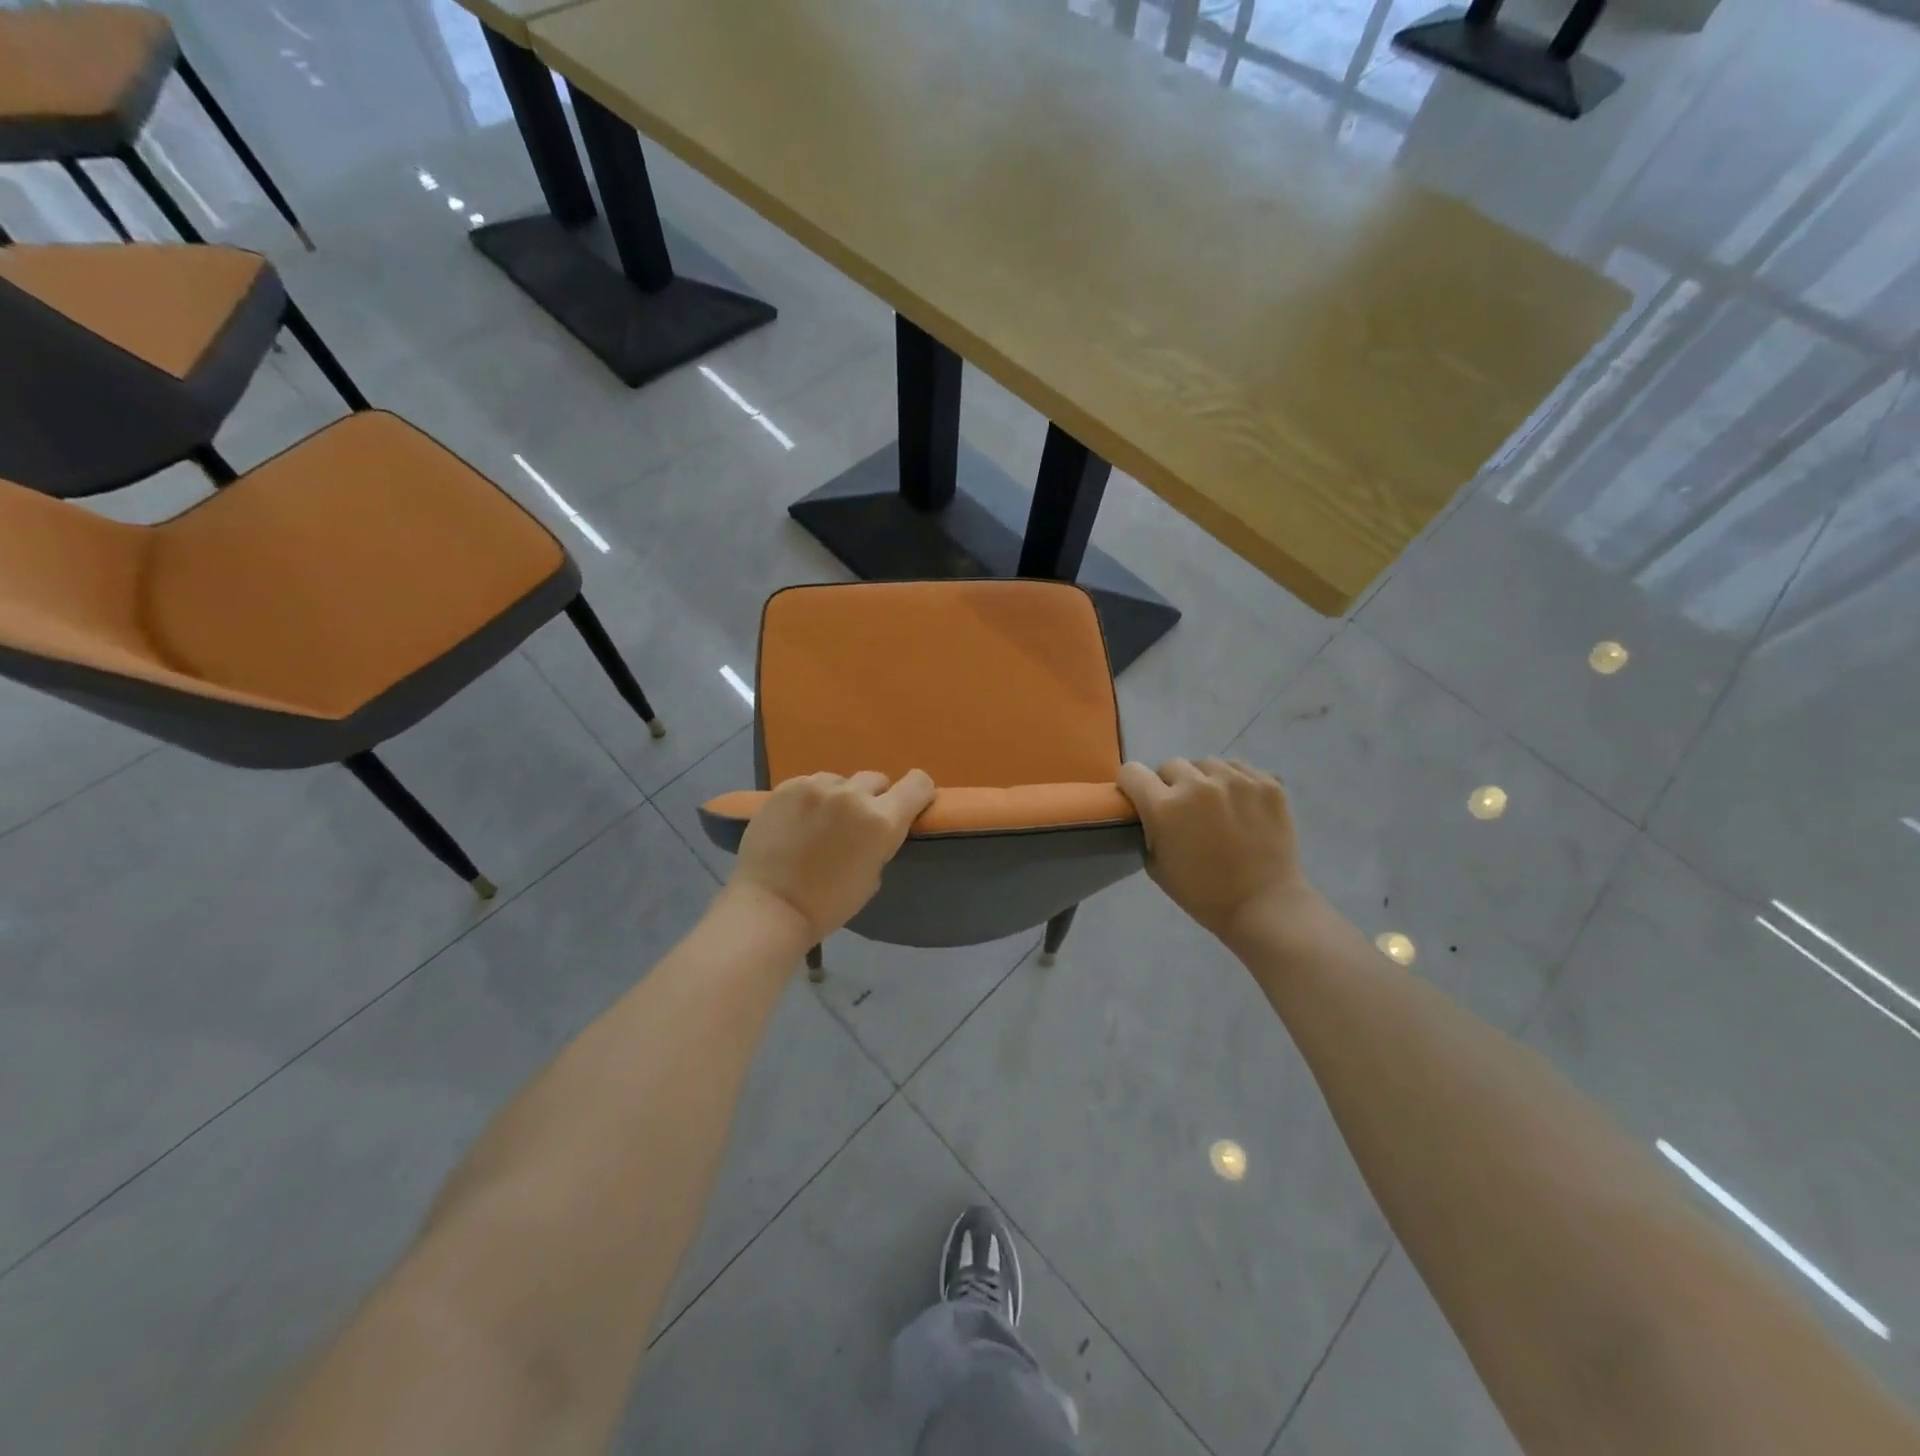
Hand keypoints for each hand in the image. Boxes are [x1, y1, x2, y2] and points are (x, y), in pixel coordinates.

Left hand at [723, 770, 936, 945]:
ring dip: (839, 796)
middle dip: (873, 798)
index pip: (918, 784)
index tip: (908, 805)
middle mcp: (853, 795)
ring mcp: (817, 786)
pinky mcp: (788, 787)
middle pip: (877, 779)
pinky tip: (798, 821)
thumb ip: (880, 841)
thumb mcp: (873, 876)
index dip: (917, 792)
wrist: (770, 906)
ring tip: (822, 822)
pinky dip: (811, 799)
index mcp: (882, 820)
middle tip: (856, 823)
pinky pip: (810, 784)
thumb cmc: (828, 904)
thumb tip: (874, 827)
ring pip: (841, 780)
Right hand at [1117, 758, 1317, 948]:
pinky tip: (1240, 805)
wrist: (1264, 905)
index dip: (1132, 786)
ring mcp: (1236, 780)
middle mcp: (1197, 784)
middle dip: (1170, 784)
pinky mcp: (1266, 783)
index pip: (1132, 772)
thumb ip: (1148, 829)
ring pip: (1206, 763)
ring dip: (1203, 780)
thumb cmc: (1203, 894)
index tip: (1140, 799)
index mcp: (1165, 806)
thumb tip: (1150, 812)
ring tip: (1215, 805)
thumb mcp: (1155, 866)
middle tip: (1183, 809)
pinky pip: (1238, 768)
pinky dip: (1234, 782)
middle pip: (1170, 765)